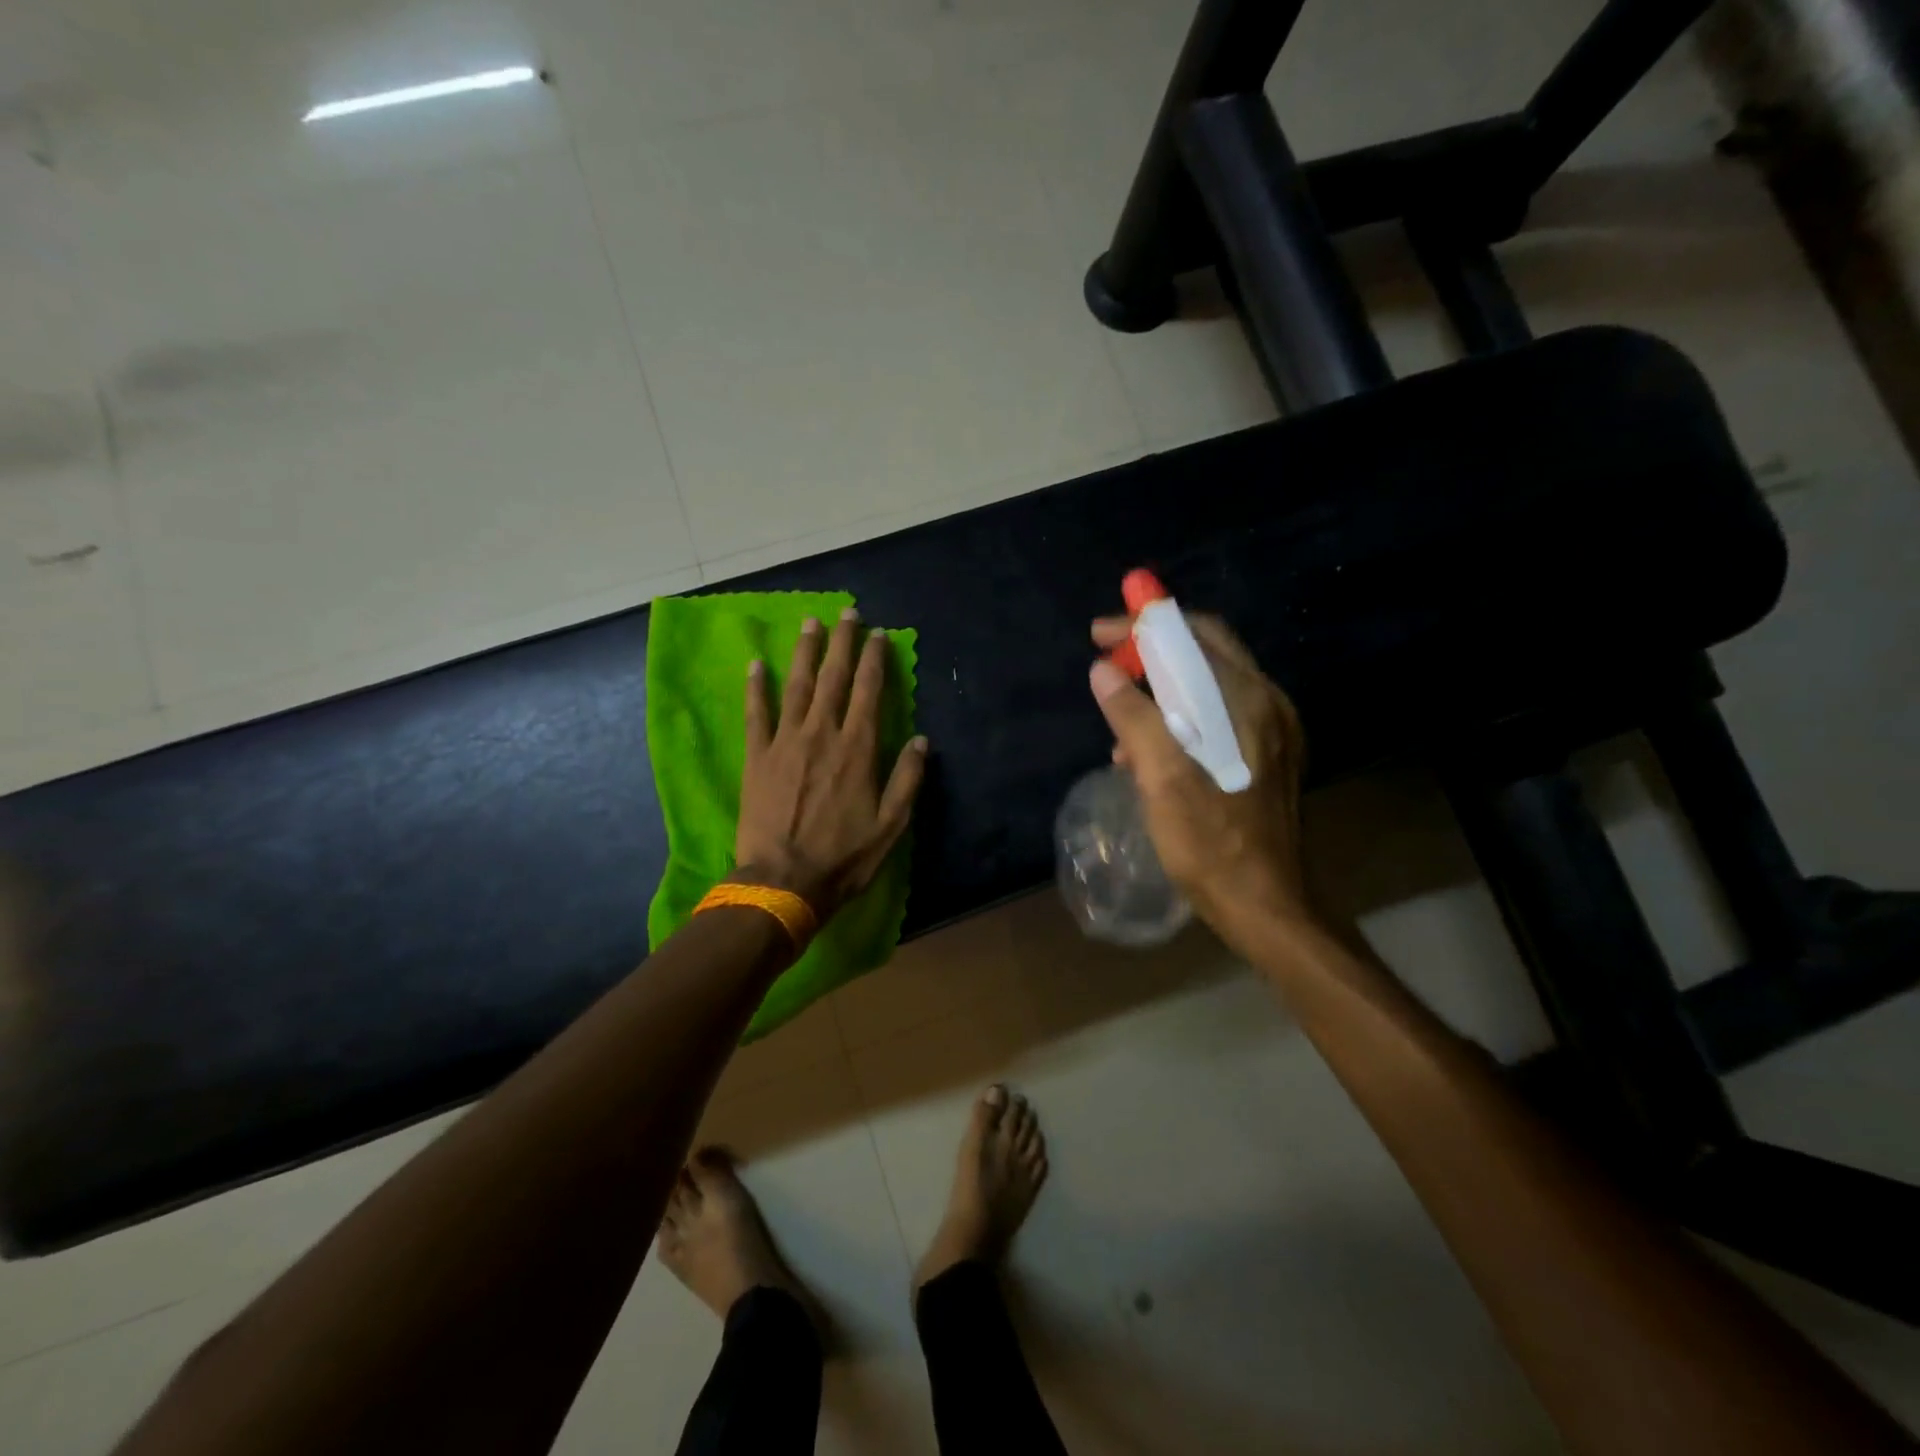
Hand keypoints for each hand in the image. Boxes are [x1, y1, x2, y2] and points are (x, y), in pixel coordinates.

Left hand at [735, 609, 927, 919]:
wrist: (783, 881)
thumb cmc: (844, 857)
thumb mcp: (891, 824)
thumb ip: (908, 779)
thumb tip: (922, 740)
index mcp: (858, 748)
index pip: (869, 691)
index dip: (874, 659)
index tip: (878, 635)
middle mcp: (823, 734)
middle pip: (833, 677)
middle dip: (841, 642)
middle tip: (846, 613)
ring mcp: (785, 742)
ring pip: (796, 685)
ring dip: (804, 652)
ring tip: (810, 623)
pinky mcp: (757, 757)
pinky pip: (756, 713)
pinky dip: (756, 687)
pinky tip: (756, 665)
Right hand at [1089, 614, 1311, 946]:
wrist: (1263, 903)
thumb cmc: (1209, 841)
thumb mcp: (1161, 777)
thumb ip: (1133, 716)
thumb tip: (1103, 672)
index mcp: (1246, 700)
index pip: (1192, 635)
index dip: (1142, 624)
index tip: (1099, 632)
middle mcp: (1267, 703)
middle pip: (1205, 651)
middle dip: (1152, 649)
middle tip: (1108, 661)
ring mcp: (1273, 730)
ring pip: (1210, 684)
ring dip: (1163, 686)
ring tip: (1121, 717)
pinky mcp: (1269, 755)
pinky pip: (1219, 713)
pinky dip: (1182, 714)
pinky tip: (1151, 749)